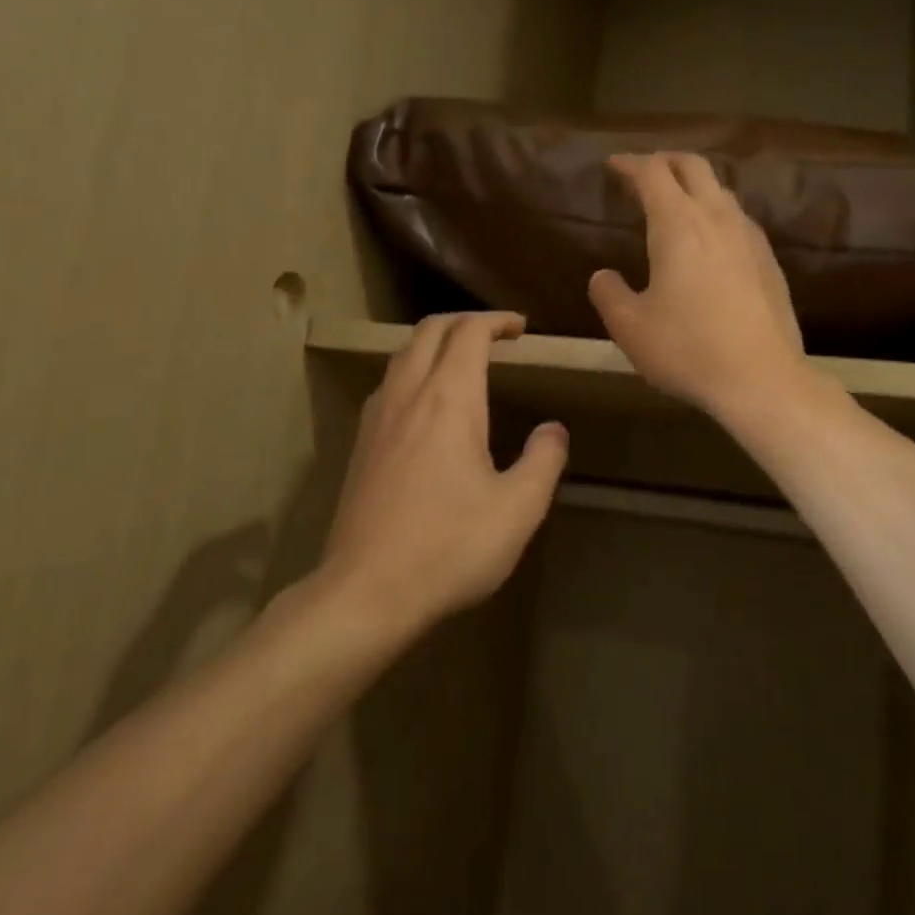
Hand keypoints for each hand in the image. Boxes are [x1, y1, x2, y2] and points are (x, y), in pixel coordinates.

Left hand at [317, 312, 568, 632]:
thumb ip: (544, 460)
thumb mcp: (518, 509)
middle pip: (429, 331)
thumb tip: (554, 430)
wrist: (366, 592)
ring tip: (463, 360)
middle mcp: (408, 396)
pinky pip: (388, 384)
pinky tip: (426, 404)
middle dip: (464, 322)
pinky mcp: (361, 445)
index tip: (521, 328)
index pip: (469, 333)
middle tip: (495, 334)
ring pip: (403, 354)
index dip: (496, 321)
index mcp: (449, 400)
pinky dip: (413, 370)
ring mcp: (377, 419)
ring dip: (435, 343)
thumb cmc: (450, 547)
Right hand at [588, 152, 810, 421]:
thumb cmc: (687, 350)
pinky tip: (710, 242)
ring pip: (721, 191)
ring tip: (675, 205)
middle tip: (643, 174)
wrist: (761, 379)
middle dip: (664, 161)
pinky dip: (716, 214)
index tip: (613, 165)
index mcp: (678, 225)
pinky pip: (738, 219)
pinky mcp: (769, 260)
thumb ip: (608, 294)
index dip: (629, 164)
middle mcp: (717, 218)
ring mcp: (749, 237)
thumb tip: (603, 276)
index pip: (652, 173)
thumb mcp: (630, 327)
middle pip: (693, 166)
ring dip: (694, 187)